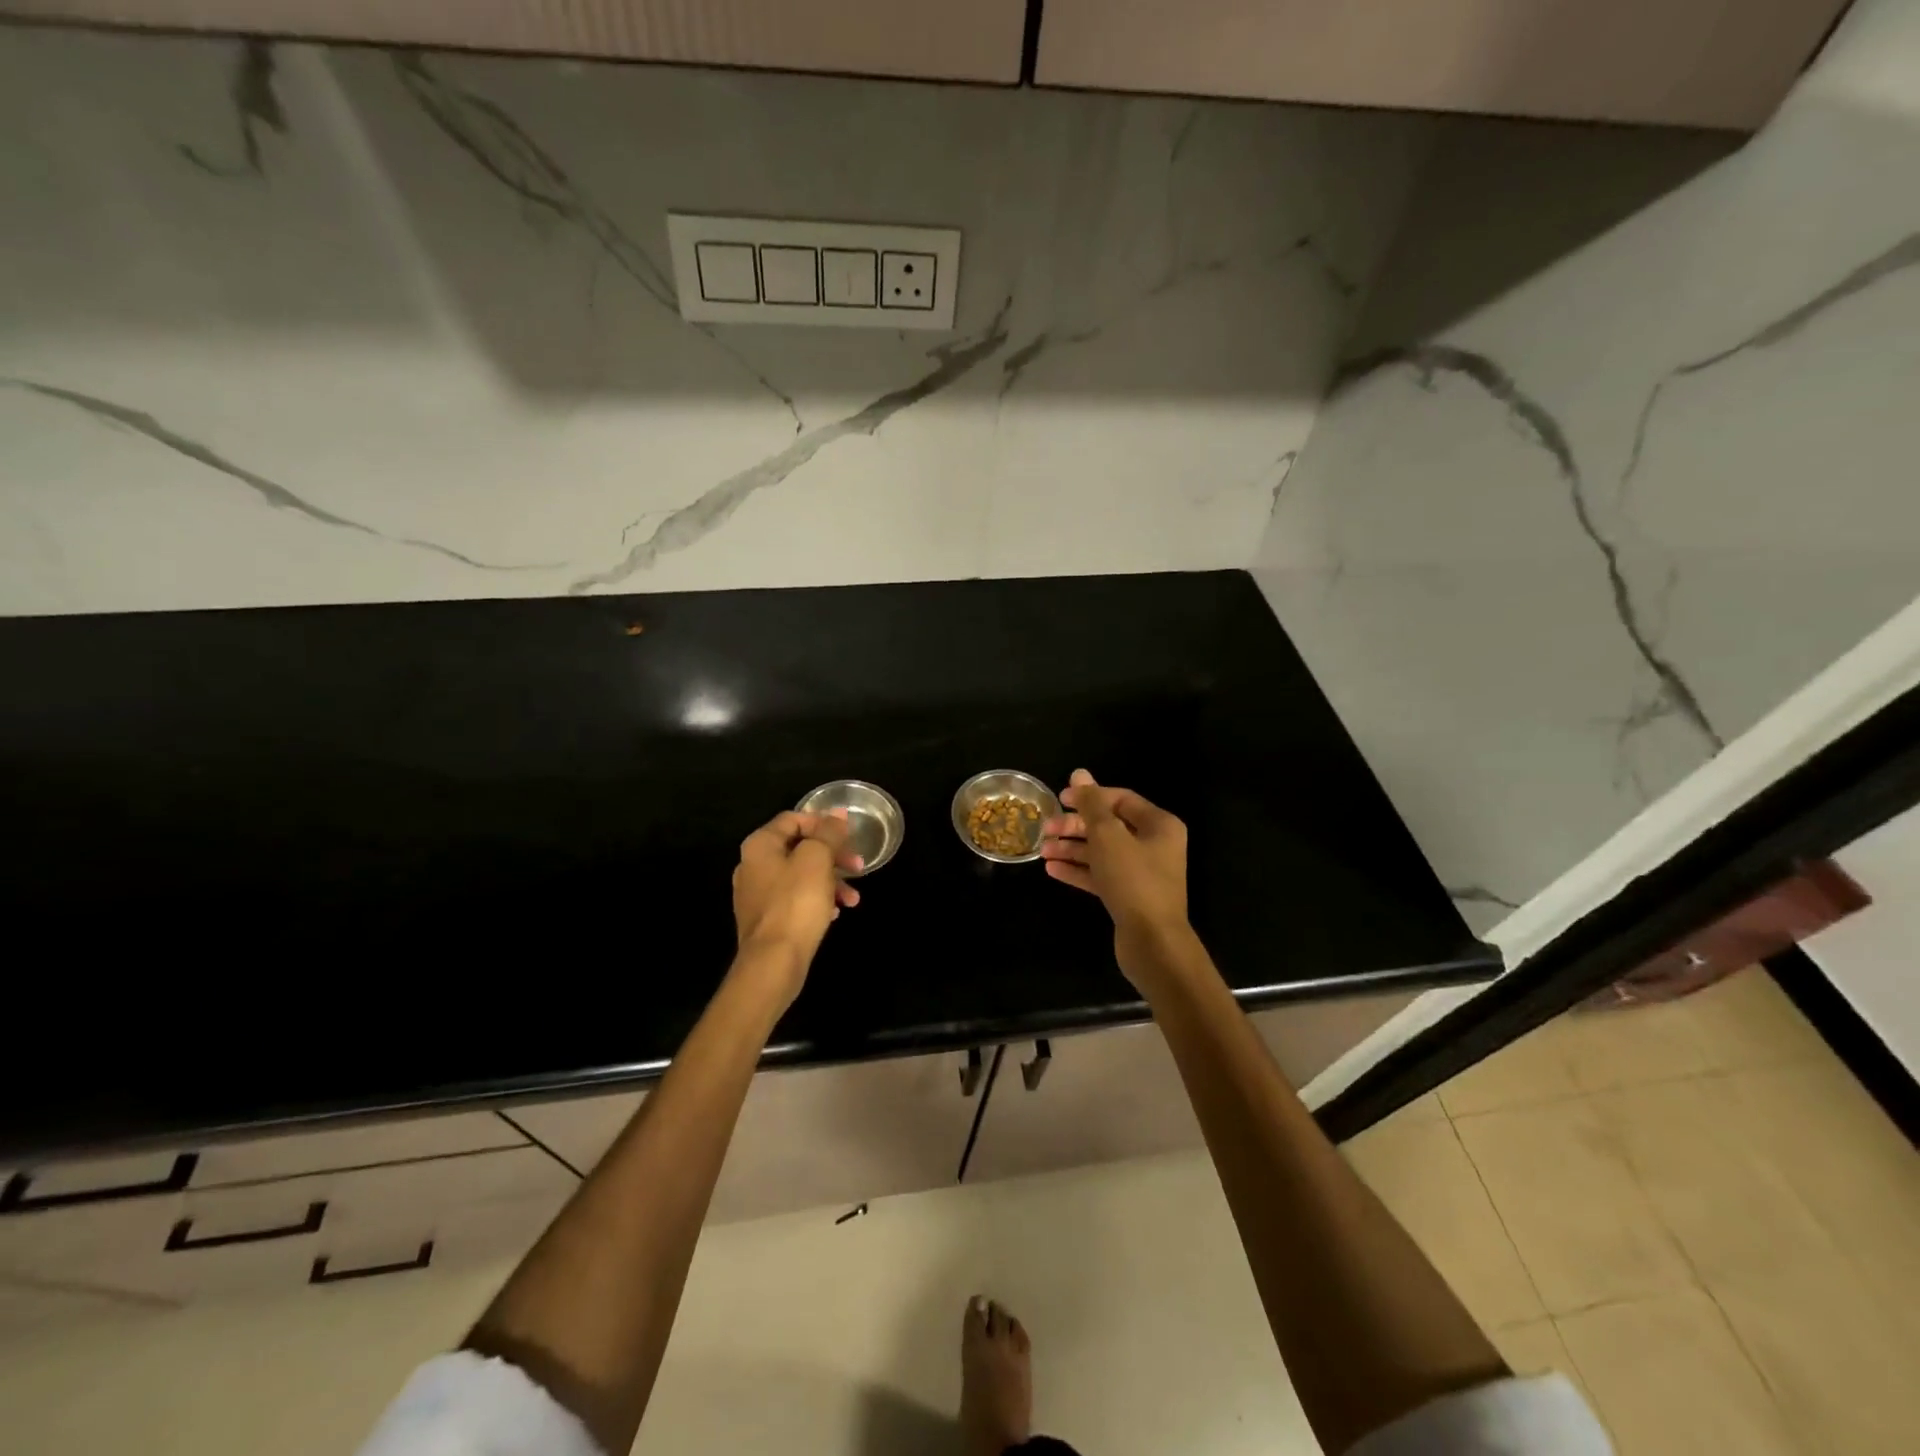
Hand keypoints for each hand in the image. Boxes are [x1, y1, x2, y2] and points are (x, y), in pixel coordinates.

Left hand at [731, 809, 862, 1005]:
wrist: (773, 962)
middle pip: (799, 847)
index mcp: (760, 845)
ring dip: (831, 881)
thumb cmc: (796, 903)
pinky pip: (795, 899)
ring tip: (854, 899)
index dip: (824, 823)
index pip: (794, 819)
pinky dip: (817, 900)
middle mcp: (752, 865)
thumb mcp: (818, 859)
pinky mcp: (766, 919)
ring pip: (801, 875)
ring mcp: (756, 894)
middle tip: (859, 866)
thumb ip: (828, 833)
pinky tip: (836, 913)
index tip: (849, 836)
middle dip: (833, 855)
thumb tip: (837, 813)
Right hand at [1041, 769, 1191, 985]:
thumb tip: (1079, 773)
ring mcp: (1142, 872)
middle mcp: (1154, 845)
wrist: (1153, 942)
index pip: (1119, 799)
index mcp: (1159, 825)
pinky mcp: (1130, 896)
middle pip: (1108, 825)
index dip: (1088, 796)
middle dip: (1075, 826)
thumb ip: (1091, 804)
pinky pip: (1101, 875)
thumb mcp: (1107, 836)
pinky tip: (1052, 870)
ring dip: (1072, 849)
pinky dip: (1078, 870)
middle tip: (1046, 829)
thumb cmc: (1132, 881)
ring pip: (1102, 852)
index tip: (1058, 799)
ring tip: (1042, 851)